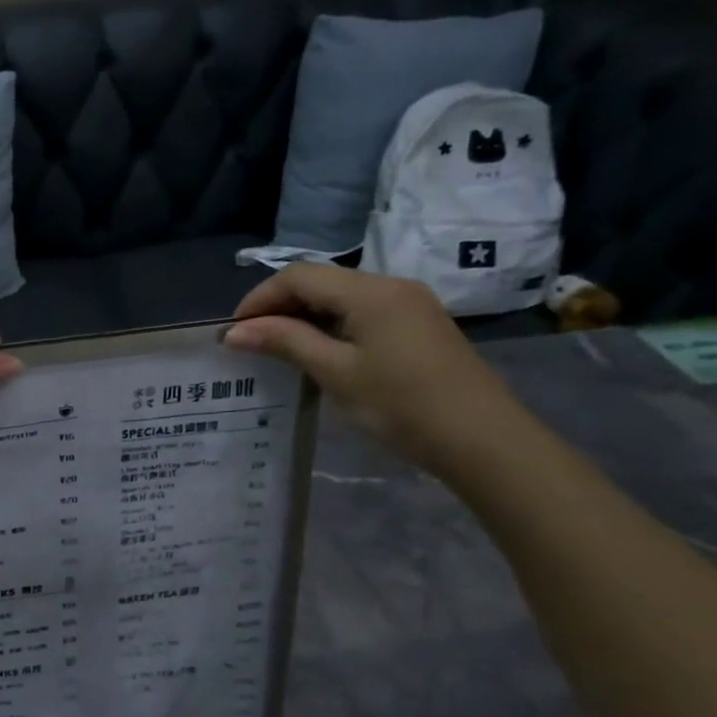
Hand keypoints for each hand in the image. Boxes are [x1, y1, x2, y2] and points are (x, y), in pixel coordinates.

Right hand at [223, 265, 530, 476]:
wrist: (482, 440)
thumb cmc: (401, 405)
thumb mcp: (336, 373)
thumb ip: (284, 342)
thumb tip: (234, 331)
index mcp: (370, 291)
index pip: (299, 276)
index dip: (259, 298)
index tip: (234, 330)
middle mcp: (391, 285)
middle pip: (320, 281)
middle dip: (279, 305)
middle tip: (250, 340)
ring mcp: (410, 304)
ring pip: (341, 296)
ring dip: (304, 315)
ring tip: (276, 347)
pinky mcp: (419, 324)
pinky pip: (362, 311)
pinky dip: (331, 324)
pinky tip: (319, 351)